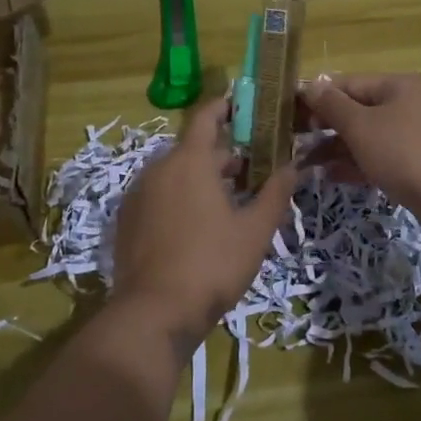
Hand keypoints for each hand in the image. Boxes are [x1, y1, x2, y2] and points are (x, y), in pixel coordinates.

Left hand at [110, 98, 296, 348]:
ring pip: (175, 174)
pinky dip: (180, 199)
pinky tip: (199, 226)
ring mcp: (138, 196)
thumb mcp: (255, 230)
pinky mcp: (127, 221)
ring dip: (202, 179)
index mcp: (189, 162)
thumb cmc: (212, 264)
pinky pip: (159, 196)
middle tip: (254, 171)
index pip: (206, 118)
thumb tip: (293, 166)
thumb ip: (276, 193)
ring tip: (231, 202)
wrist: (154, 313)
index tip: (244, 106)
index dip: (225, 108)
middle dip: (224, 156)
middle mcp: (158, 169)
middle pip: (194, 150)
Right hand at [301, 73, 420, 244]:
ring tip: (305, 165)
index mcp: (398, 85)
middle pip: (358, 110)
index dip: (316, 98)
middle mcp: (409, 104)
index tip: (287, 116)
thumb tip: (310, 86)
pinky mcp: (420, 164)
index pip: (347, 83)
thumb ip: (332, 106)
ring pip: (369, 137)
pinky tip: (332, 177)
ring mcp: (417, 135)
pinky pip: (381, 158)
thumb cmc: (406, 154)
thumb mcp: (362, 127)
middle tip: (293, 142)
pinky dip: (358, 164)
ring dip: (338, 149)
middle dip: (325, 127)